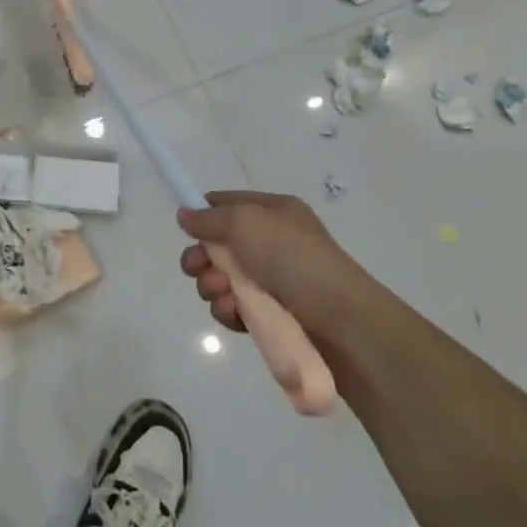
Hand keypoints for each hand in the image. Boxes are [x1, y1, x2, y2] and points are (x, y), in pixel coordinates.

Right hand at [177, 191, 383, 341]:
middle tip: (197, 269)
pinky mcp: (271, 314)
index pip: (228, 204)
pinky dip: (228, 310)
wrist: (342, 322)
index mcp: (273, 213)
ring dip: (212, 286)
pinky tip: (234, 314)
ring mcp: (273, 280)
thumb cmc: (294, 260)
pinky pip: (235, 307)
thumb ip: (209, 218)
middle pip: (218, 246)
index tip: (186, 230)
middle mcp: (272, 243)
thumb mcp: (246, 223)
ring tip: (223, 295)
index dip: (204, 214)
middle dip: (201, 258)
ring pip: (221, 279)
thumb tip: (184, 215)